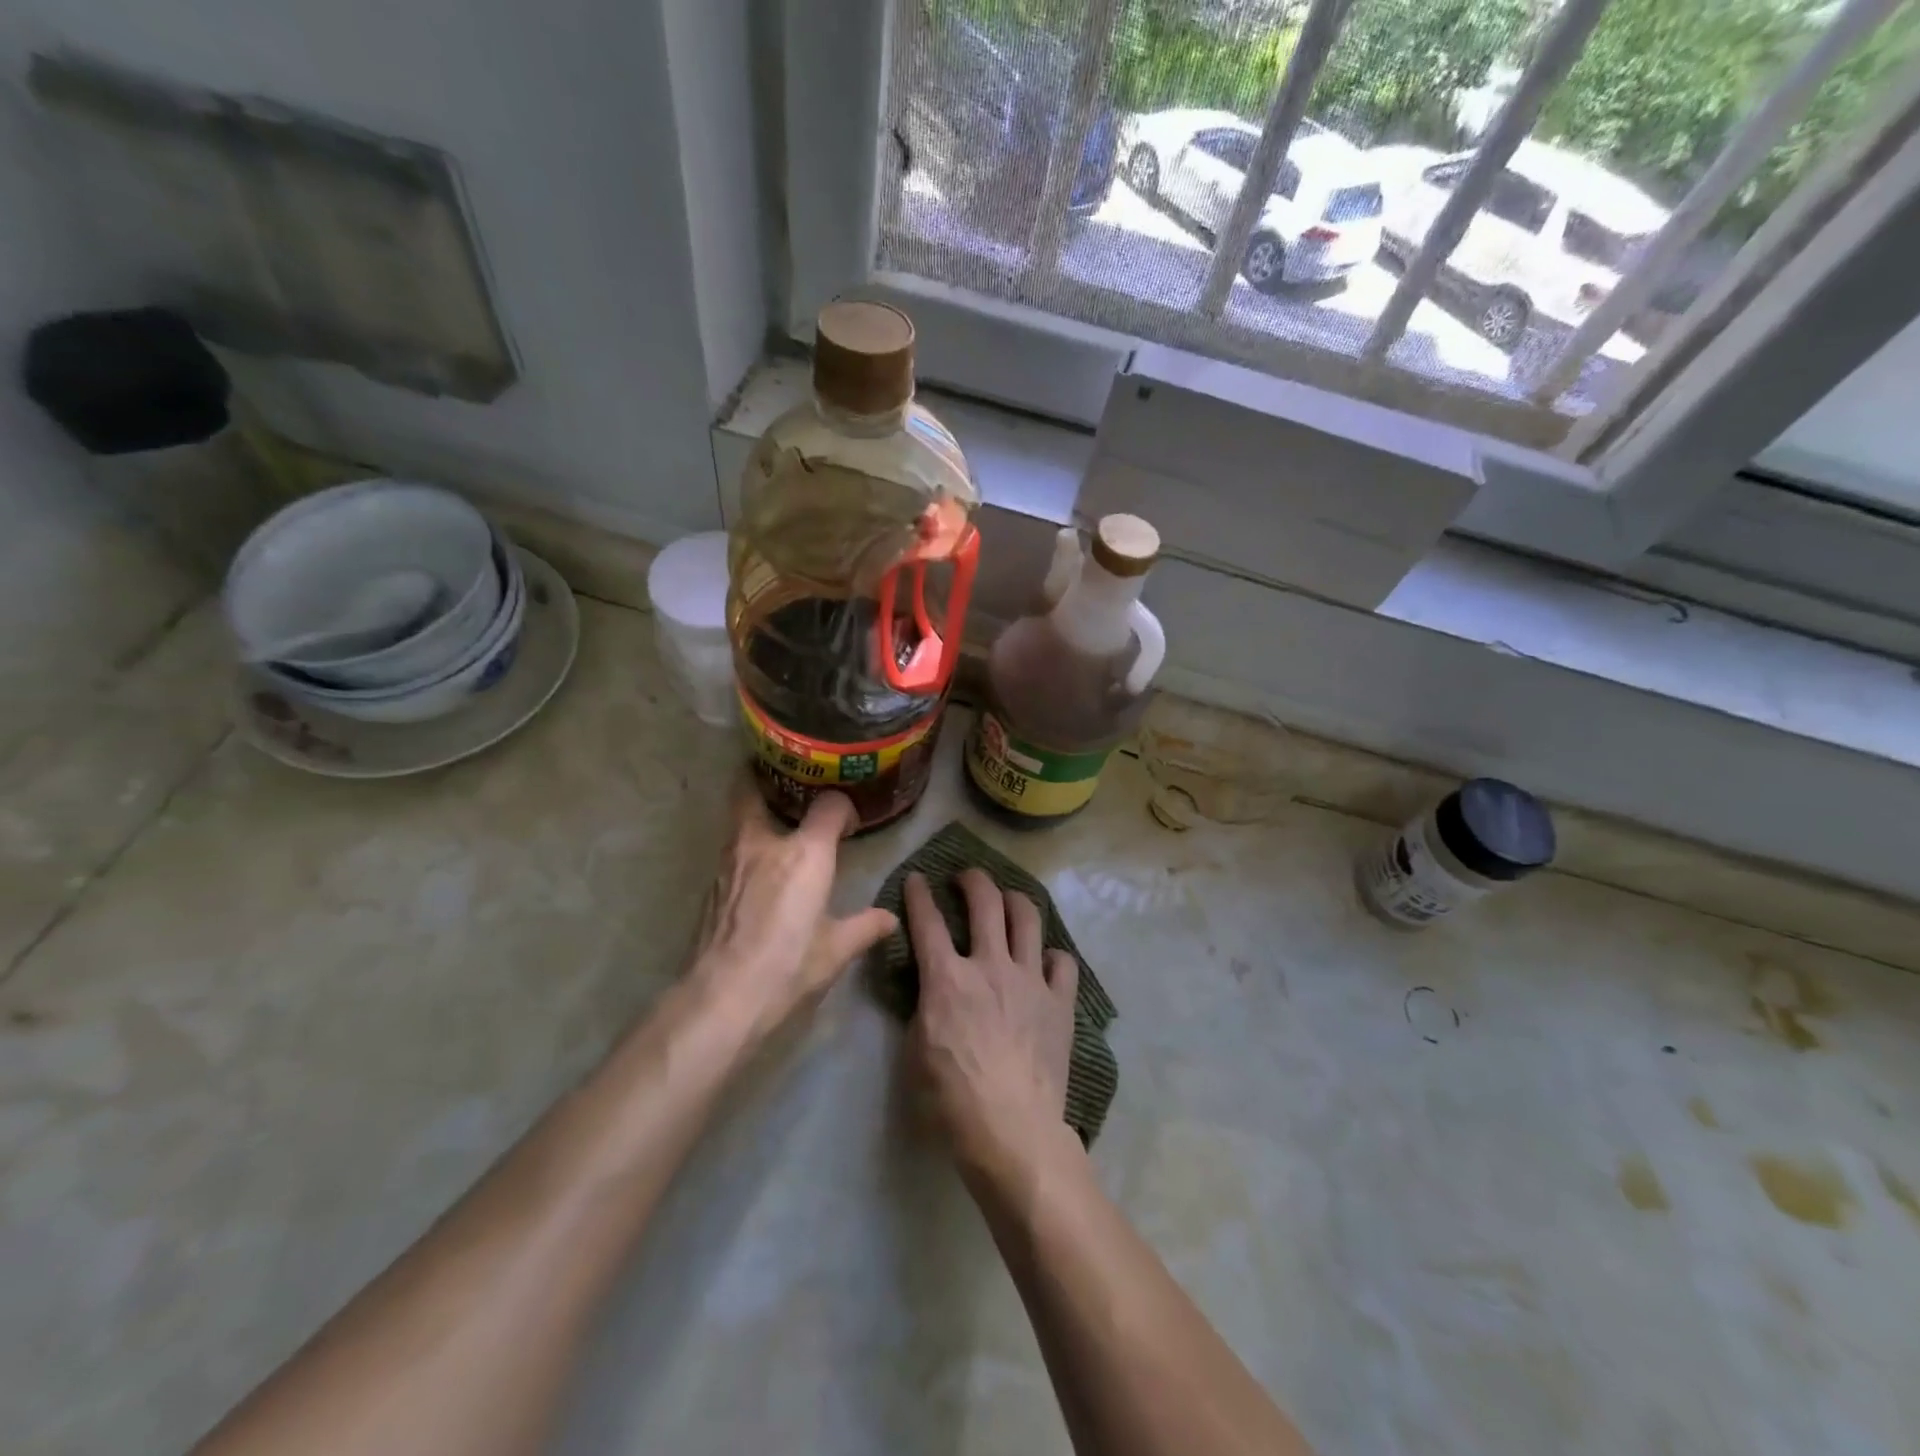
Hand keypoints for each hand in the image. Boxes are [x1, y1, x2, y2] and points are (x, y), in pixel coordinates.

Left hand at [690, 785, 896, 1042]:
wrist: (722, 996)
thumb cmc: (788, 966)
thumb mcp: (836, 950)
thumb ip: (865, 927)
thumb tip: (890, 919)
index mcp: (805, 853)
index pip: (829, 806)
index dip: (842, 809)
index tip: (849, 825)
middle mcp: (764, 843)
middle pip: (754, 790)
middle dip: (769, 782)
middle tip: (790, 788)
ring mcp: (730, 860)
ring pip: (739, 819)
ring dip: (756, 815)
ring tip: (777, 827)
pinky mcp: (712, 884)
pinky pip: (732, 850)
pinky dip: (746, 848)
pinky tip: (757, 870)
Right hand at [904, 869, 1080, 1178]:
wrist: (1012, 1129)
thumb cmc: (951, 1098)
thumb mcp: (915, 1050)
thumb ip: (923, 1007)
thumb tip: (931, 988)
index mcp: (948, 979)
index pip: (927, 921)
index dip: (918, 894)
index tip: (916, 879)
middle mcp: (991, 966)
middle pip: (986, 901)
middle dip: (973, 879)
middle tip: (966, 877)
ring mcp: (1030, 980)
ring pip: (1027, 917)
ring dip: (1014, 899)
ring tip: (1007, 899)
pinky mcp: (1060, 1001)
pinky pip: (1062, 961)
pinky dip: (1051, 956)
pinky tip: (1044, 962)